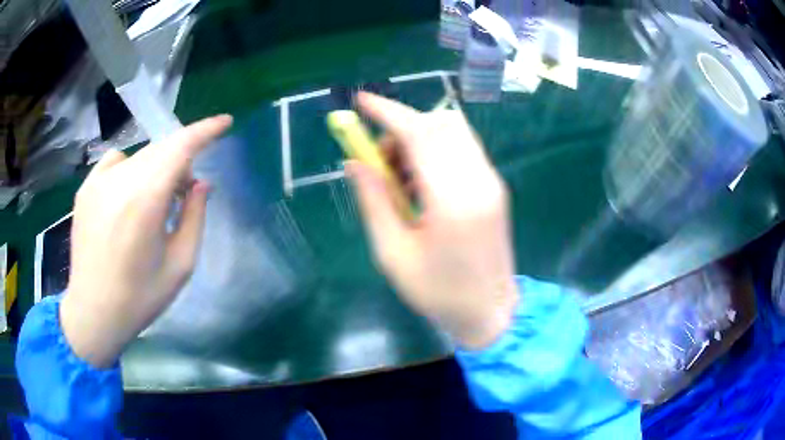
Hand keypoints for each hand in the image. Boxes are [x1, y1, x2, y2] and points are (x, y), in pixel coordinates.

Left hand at [60, 116, 231, 367]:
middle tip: (184, 193)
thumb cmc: (140, 297)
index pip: (180, 147)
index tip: (224, 122)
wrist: (93, 312)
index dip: (205, 130)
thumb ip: (194, 217)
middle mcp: (119, 180)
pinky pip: (115, 161)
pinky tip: (126, 196)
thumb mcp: (180, 265)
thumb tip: (201, 183)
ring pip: (140, 155)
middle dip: (181, 161)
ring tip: (153, 203)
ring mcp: (98, 181)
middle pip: (161, 149)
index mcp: (145, 200)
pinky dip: (130, 168)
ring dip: (156, 169)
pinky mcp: (85, 188)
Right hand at [346, 93, 517, 349]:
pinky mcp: (495, 187)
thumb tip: (354, 161)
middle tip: (380, 158)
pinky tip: (422, 183)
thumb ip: (373, 202)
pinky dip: (436, 150)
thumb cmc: (438, 293)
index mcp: (453, 201)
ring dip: (419, 138)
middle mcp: (479, 181)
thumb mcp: (393, 254)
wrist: (491, 311)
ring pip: (453, 132)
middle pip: (440, 124)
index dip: (388, 112)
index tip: (361, 101)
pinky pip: (462, 149)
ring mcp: (492, 182)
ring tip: (399, 176)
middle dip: (402, 126)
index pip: (420, 135)